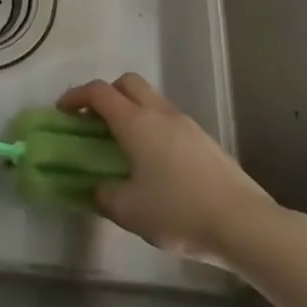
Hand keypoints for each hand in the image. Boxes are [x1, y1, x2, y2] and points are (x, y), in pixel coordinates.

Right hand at [57, 73, 289, 266]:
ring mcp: (187, 125)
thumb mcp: (128, 211)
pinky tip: (157, 163)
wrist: (244, 223)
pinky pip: (171, 121)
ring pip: (152, 100)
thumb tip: (98, 187)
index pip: (98, 92)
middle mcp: (160, 113)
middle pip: (127, 83)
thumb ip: (104, 195)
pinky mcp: (206, 141)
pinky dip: (155, 129)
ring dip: (133, 111)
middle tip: (95, 119)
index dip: (76, 96)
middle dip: (107, 94)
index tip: (63, 111)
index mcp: (135, 122)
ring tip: (125, 144)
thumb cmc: (178, 212)